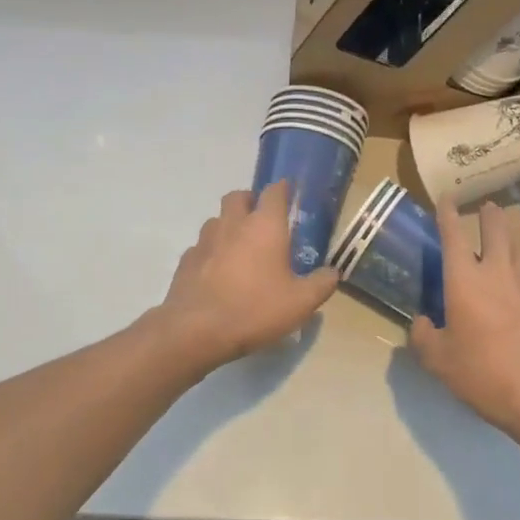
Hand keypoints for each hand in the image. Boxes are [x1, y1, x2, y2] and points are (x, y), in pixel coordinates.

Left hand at [159, 182, 338, 365]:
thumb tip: (333, 272)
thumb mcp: (300, 303)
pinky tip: (218, 273)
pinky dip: (211, 252)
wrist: (197, 330)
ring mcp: (205, 240)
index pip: (274, 191)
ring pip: (217, 220)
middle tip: (262, 220)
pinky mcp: (186, 260)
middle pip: (238, 196)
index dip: (282, 189)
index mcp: (265, 226)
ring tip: (240, 248)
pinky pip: (201, 247)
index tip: (289, 194)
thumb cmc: (255, 309)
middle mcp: (233, 224)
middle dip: (250, 200)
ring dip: (228, 226)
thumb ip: (321, 284)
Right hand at [410, 200, 519, 444]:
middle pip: (495, 228)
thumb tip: (421, 322)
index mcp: (465, 279)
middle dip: (488, 214)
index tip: (446, 199)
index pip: (453, 234)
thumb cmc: (485, 375)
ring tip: (506, 230)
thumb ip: (424, 337)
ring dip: (510, 232)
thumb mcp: (440, 362)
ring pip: (519, 243)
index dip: (447, 213)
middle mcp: (497, 269)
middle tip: (486, 208)